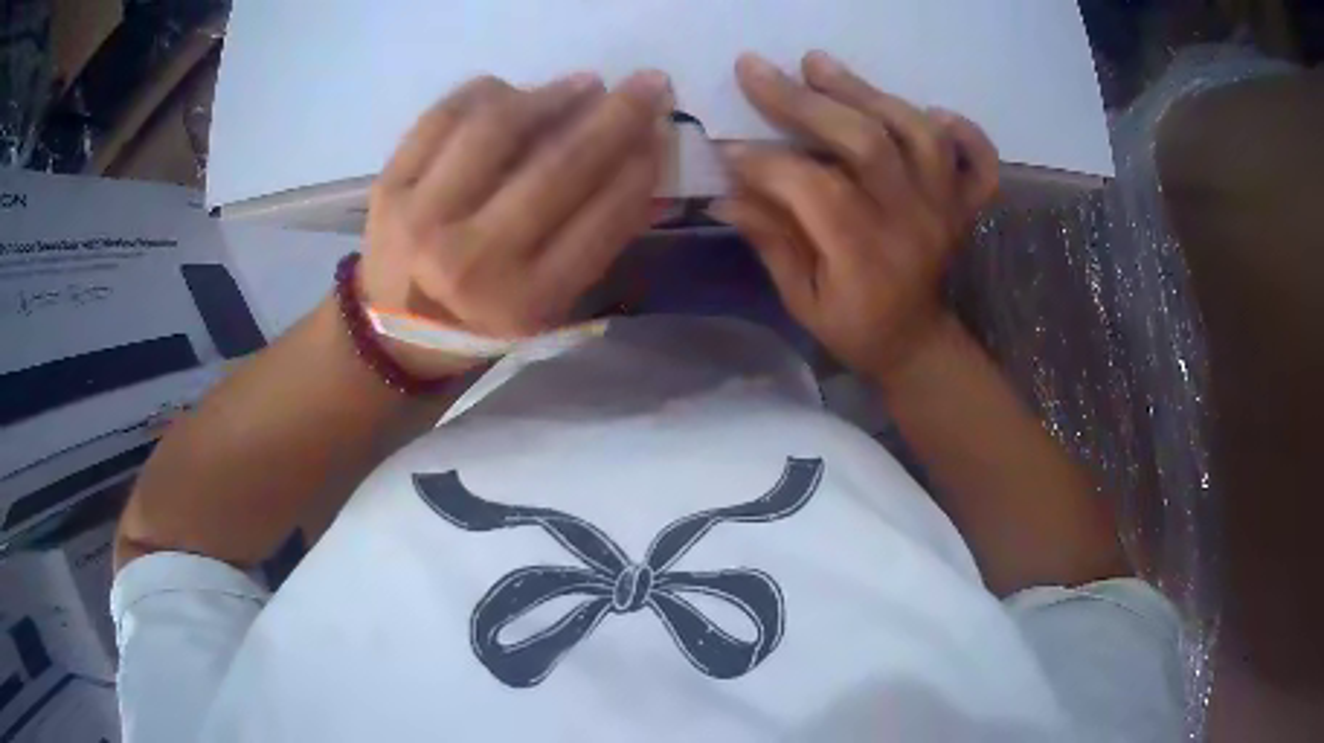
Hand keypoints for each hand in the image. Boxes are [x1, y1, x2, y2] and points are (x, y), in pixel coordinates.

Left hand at [360, 71, 673, 376]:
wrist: (391, 335)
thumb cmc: (481, 324)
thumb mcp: (548, 306)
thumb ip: (597, 240)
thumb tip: (646, 162)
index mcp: (525, 302)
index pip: (601, 218)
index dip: (642, 165)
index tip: (664, 129)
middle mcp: (474, 259)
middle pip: (559, 165)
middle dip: (618, 116)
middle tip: (649, 83)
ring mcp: (424, 217)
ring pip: (498, 127)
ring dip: (552, 95)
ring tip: (582, 84)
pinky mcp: (389, 187)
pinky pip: (444, 116)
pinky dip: (488, 93)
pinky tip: (513, 91)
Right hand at [714, 52, 998, 385]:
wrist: (918, 344)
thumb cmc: (854, 328)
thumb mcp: (802, 300)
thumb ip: (770, 241)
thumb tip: (725, 191)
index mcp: (865, 256)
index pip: (813, 188)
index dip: (765, 161)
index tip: (727, 146)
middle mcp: (911, 222)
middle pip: (866, 143)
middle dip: (805, 101)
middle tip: (758, 69)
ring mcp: (945, 209)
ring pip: (919, 134)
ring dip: (869, 92)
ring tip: (821, 65)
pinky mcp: (964, 205)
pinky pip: (979, 161)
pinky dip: (965, 130)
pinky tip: (932, 112)